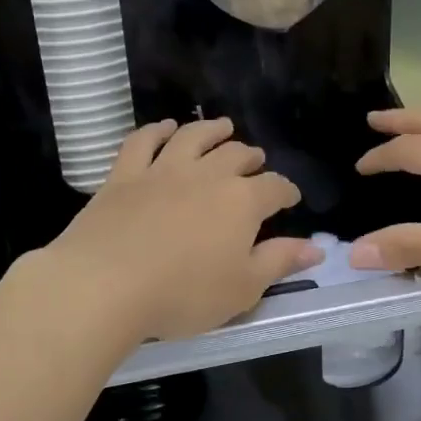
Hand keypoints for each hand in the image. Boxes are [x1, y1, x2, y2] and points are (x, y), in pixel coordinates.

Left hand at [42, 118, 322, 341]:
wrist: (105, 284)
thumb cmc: (183, 293)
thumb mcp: (243, 288)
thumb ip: (279, 261)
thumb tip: (316, 248)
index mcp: (241, 202)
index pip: (274, 188)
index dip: (286, 191)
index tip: (290, 198)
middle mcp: (206, 175)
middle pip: (235, 155)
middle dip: (250, 158)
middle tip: (255, 161)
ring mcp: (162, 170)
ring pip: (193, 138)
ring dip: (211, 130)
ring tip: (222, 127)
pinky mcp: (123, 175)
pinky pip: (143, 141)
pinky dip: (156, 130)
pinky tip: (165, 128)